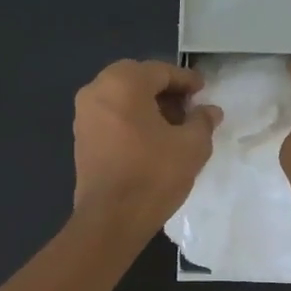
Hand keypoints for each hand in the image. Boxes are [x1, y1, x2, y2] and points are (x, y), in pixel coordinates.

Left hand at [72, 59, 221, 235]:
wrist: (112, 219)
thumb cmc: (154, 175)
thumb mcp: (192, 146)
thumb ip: (202, 121)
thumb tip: (210, 111)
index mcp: (123, 83)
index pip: (161, 71)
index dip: (186, 80)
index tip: (203, 91)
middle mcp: (97, 90)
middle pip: (138, 80)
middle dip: (165, 91)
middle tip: (189, 108)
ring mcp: (84, 115)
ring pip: (122, 98)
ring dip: (148, 106)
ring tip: (173, 126)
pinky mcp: (81, 138)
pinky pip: (111, 117)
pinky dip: (131, 120)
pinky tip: (151, 140)